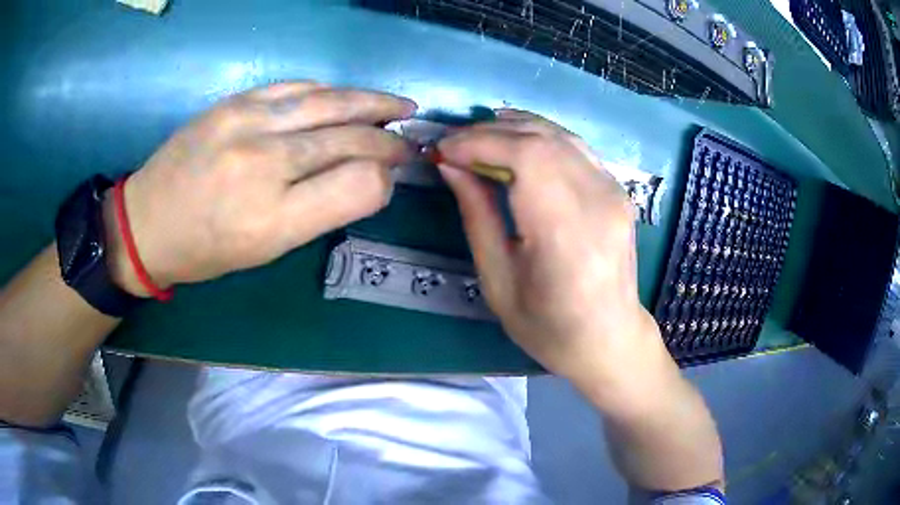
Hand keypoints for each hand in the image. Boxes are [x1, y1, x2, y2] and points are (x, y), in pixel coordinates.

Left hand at [105, 81, 415, 295]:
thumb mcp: (266, 250)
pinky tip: (345, 96)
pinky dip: (329, 92)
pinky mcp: (234, 102)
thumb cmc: (205, 250)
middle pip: (351, 138)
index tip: (387, 181)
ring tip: (399, 106)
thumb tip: (364, 178)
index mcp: (274, 218)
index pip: (360, 185)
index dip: (384, 181)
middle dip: (388, 140)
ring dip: (373, 103)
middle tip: (409, 140)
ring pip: (330, 102)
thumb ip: (319, 212)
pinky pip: (297, 88)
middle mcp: (265, 164)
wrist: (146, 222)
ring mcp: (247, 123)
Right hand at [438, 110, 677, 410]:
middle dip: (489, 131)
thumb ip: (477, 215)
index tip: (443, 150)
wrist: (609, 338)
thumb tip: (450, 165)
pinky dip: (540, 137)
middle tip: (454, 144)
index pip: (525, 157)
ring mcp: (614, 192)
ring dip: (513, 127)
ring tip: (478, 140)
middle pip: (541, 138)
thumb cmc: (549, 327)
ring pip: (559, 134)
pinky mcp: (618, 189)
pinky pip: (574, 146)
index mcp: (566, 234)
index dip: (478, 142)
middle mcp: (598, 202)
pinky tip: (516, 144)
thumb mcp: (498, 282)